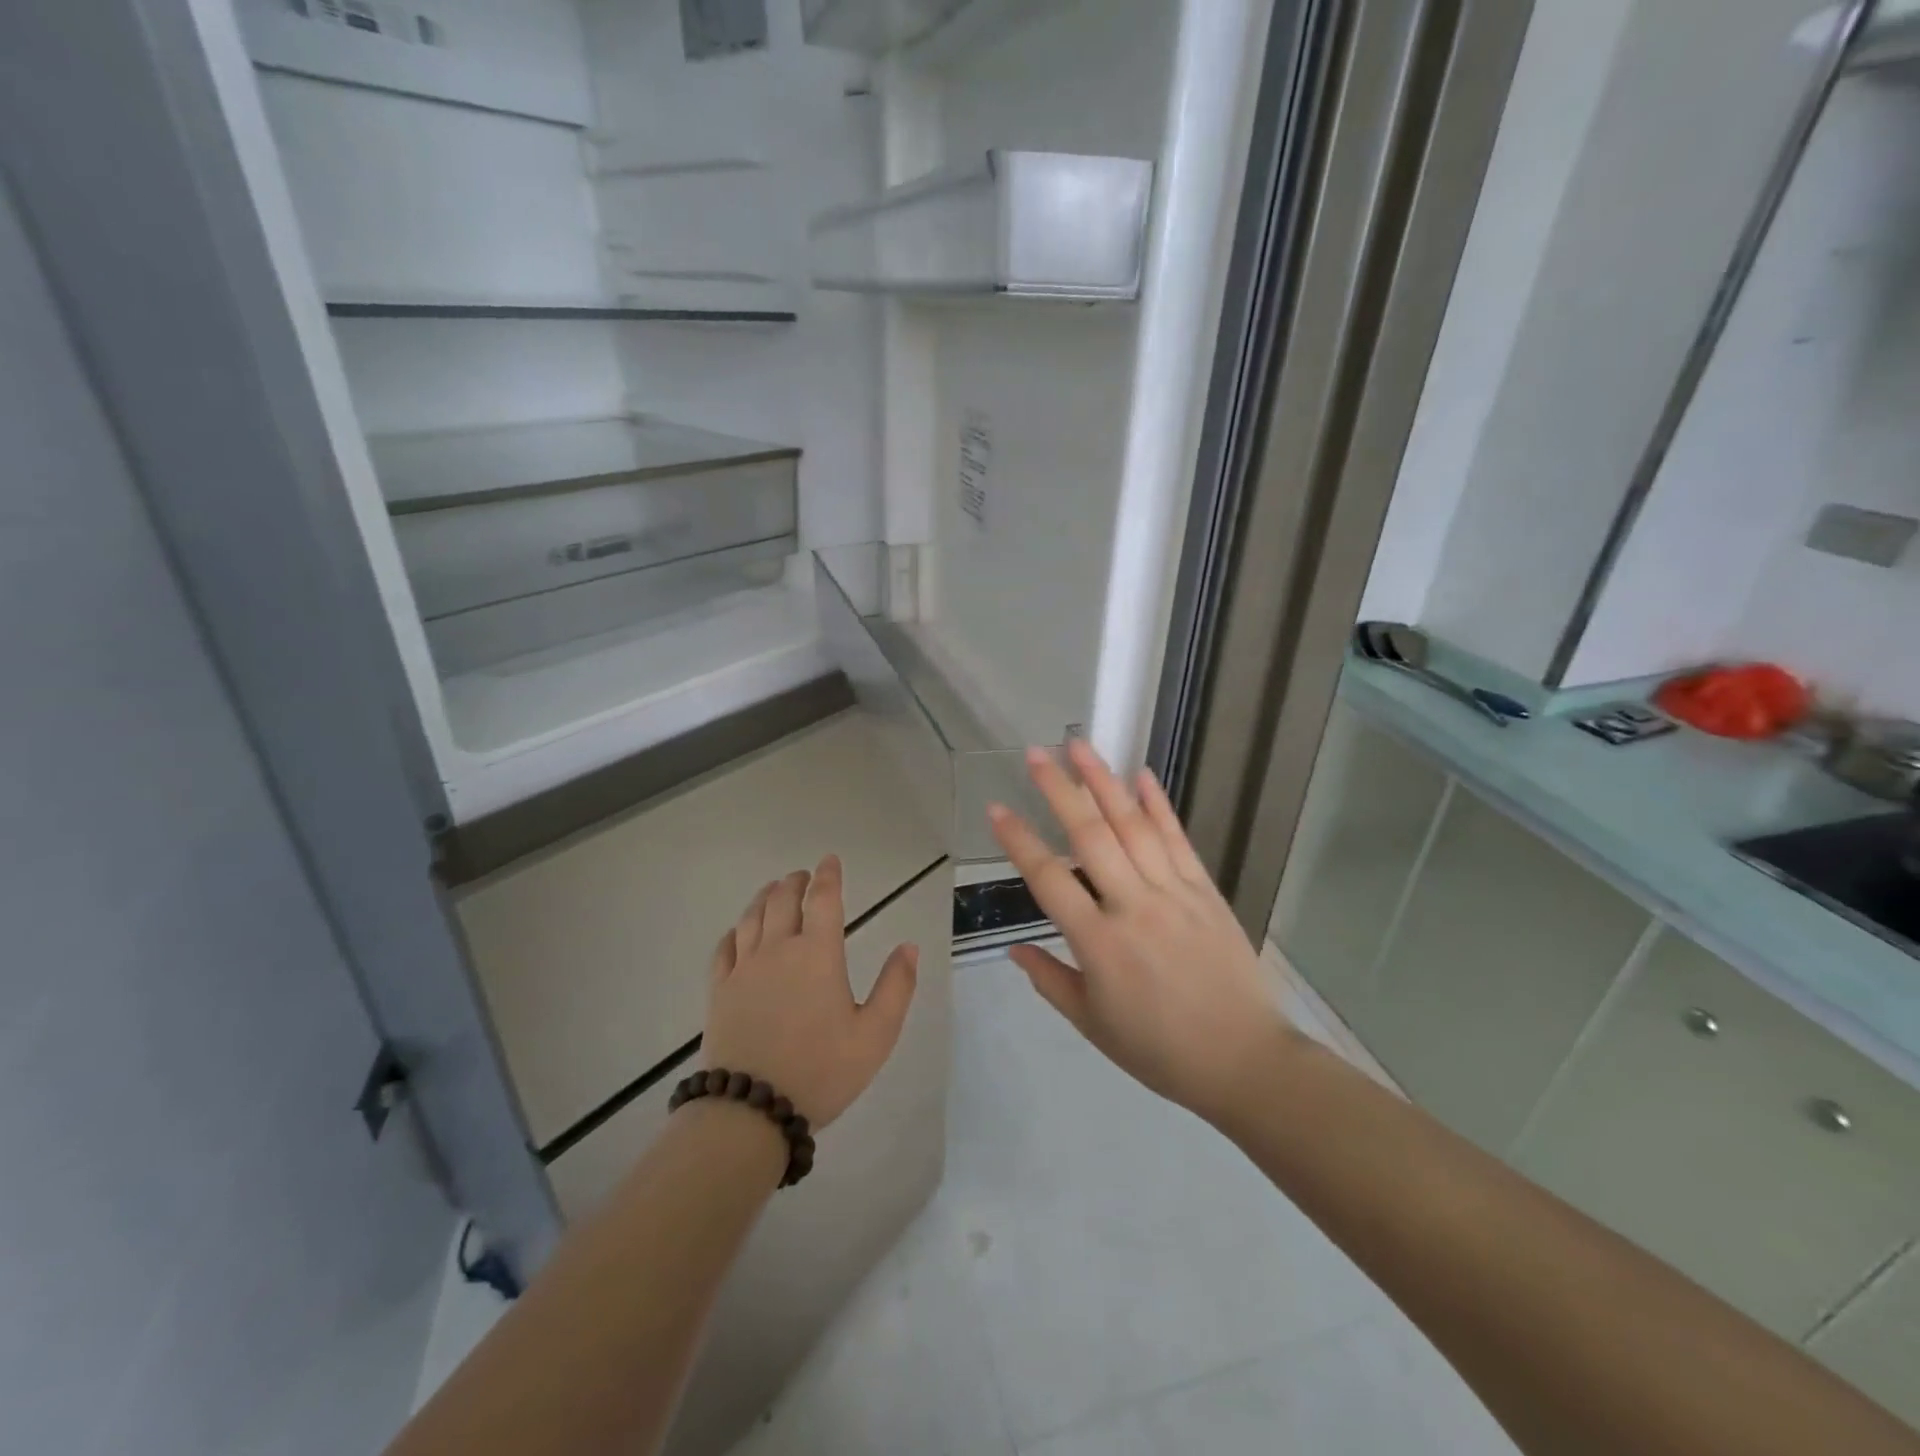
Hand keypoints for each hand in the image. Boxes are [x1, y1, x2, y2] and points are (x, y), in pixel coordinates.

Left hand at [702, 855, 918, 1130]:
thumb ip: (896, 987)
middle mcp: (778, 950)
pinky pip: (724, 948)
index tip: (829, 860)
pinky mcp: (719, 991)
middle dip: (795, 882)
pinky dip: (735, 930)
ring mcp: (744, 969)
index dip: (828, 875)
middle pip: (783, 901)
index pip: (824, 900)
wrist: (751, 1110)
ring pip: (752, 918)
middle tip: (802, 876)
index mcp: (818, 954)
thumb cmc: (821, 1070)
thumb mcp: (875, 1035)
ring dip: (765, 897)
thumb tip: (909, 946)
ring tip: (773, 890)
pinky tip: (738, 931)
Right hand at [988, 741, 1296, 1124]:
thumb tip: (1013, 949)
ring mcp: (1173, 893)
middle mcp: (1133, 906)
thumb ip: (1050, 980)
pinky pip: (1178, 839)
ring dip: (1104, 782)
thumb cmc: (1159, 1050)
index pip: (1048, 879)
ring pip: (1133, 826)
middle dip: (1059, 790)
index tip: (997, 808)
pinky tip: (1142, 775)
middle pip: (1090, 836)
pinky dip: (1158, 805)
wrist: (1244, 1061)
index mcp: (1099, 943)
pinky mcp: (1205, 890)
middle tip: (1036, 753)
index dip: (1019, 840)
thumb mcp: (1092, 1024)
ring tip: (1080, 746)